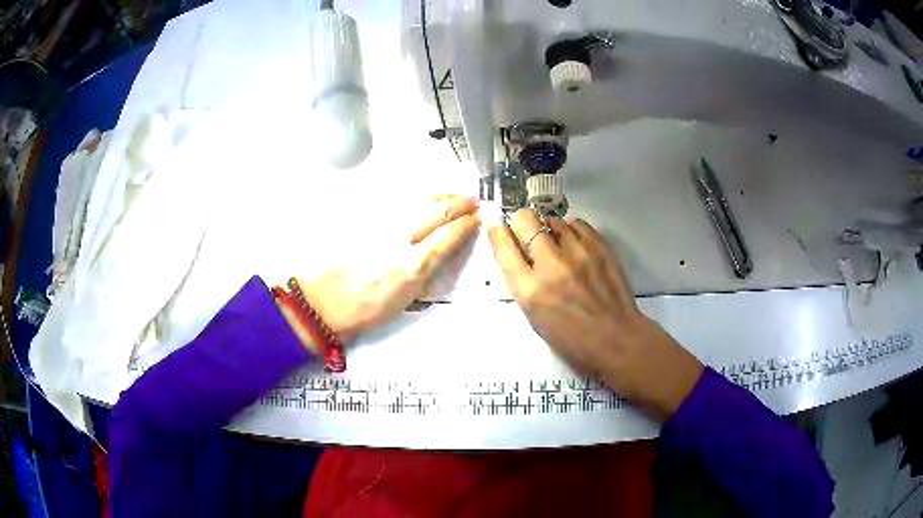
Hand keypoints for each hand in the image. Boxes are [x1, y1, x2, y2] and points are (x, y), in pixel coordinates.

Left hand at [281, 195, 479, 350]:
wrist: (326, 301)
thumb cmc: (367, 309)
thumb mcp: (406, 301)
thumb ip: (427, 274)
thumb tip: (443, 255)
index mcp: (413, 265)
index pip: (449, 235)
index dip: (467, 225)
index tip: (478, 219)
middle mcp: (402, 240)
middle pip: (437, 211)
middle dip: (460, 203)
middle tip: (473, 201)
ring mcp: (384, 227)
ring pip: (419, 202)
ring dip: (441, 197)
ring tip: (454, 196)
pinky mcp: (370, 222)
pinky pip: (401, 205)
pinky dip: (420, 200)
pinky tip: (425, 200)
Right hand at [487, 210, 703, 420]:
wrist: (617, 339)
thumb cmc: (572, 339)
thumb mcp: (535, 318)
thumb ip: (524, 285)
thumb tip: (520, 254)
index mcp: (530, 291)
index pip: (504, 248)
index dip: (497, 233)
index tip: (498, 228)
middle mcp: (551, 266)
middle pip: (526, 220)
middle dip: (522, 223)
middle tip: (528, 234)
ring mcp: (578, 253)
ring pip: (553, 220)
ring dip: (549, 230)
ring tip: (557, 245)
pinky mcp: (600, 246)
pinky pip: (577, 223)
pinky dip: (571, 231)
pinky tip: (575, 244)